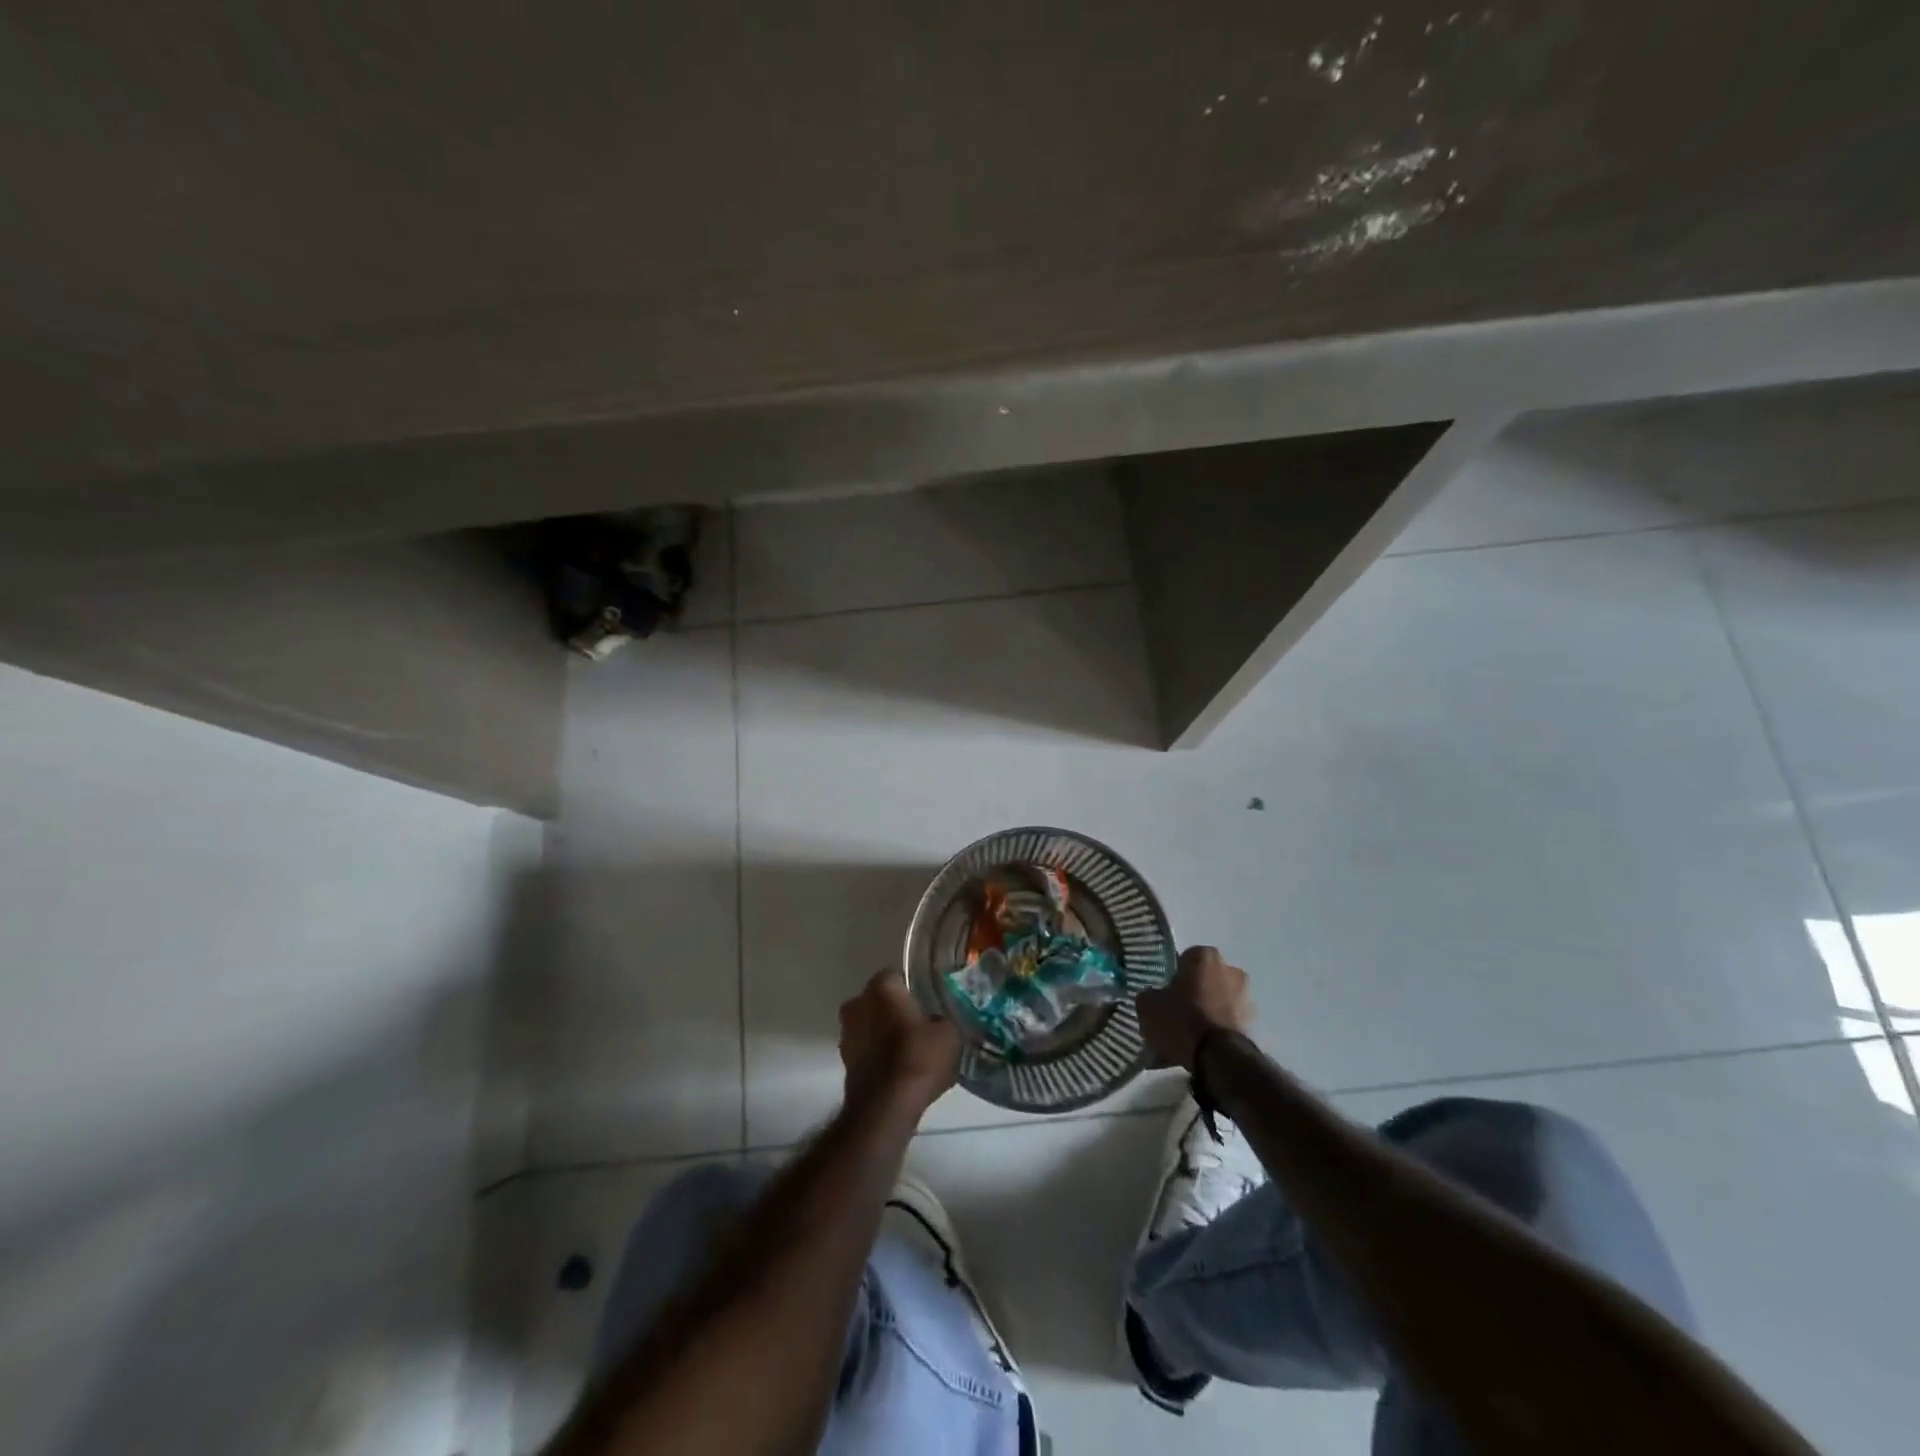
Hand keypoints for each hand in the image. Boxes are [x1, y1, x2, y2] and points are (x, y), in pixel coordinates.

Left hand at [838, 968, 961, 1115]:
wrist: (886, 1107)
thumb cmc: (918, 1058)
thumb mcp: (949, 1034)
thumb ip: (941, 1019)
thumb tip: (936, 1022)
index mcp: (882, 987)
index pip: (897, 976)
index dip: (913, 990)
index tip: (927, 1004)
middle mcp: (857, 1003)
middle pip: (879, 1001)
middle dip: (895, 1010)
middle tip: (919, 1026)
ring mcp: (847, 1033)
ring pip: (870, 1025)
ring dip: (884, 1034)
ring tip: (910, 1051)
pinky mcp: (844, 1062)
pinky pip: (866, 1050)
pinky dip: (878, 1055)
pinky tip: (898, 1070)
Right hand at [1136, 945, 1253, 1070]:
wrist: (1218, 1058)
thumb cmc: (1181, 1019)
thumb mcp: (1148, 1005)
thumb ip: (1150, 994)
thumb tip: (1154, 996)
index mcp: (1205, 956)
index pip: (1184, 959)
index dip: (1173, 977)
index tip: (1165, 995)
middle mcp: (1231, 969)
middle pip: (1204, 980)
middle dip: (1193, 994)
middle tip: (1175, 1014)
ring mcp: (1246, 997)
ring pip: (1217, 1001)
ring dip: (1206, 1013)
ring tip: (1187, 1037)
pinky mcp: (1253, 1024)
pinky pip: (1226, 1022)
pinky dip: (1216, 1031)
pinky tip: (1200, 1049)